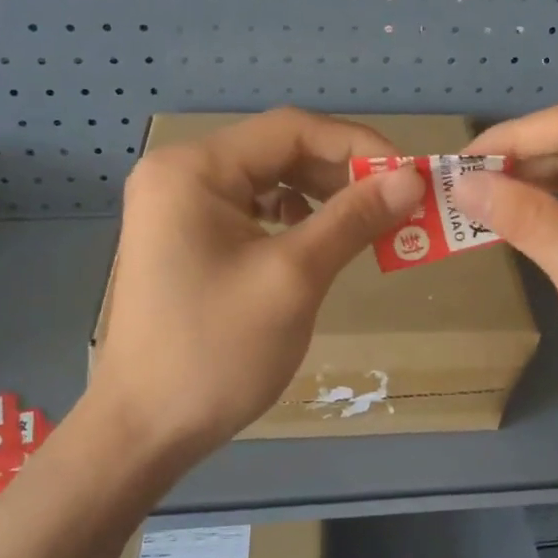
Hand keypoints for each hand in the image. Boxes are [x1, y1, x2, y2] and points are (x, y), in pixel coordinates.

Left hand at [89, 108, 424, 458]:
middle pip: (279, 151)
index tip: (412, 175)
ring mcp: (179, 208)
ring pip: (269, 181)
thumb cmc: (217, 351)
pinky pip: (252, 211)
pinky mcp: (186, 239)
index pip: (291, 129)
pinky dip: (294, 220)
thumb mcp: (293, 279)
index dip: (359, 145)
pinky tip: (318, 242)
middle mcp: (180, 174)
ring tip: (369, 223)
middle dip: (344, 174)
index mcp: (193, 169)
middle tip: (400, 204)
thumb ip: (353, 218)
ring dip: (324, 197)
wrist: (146, 428)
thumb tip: (412, 178)